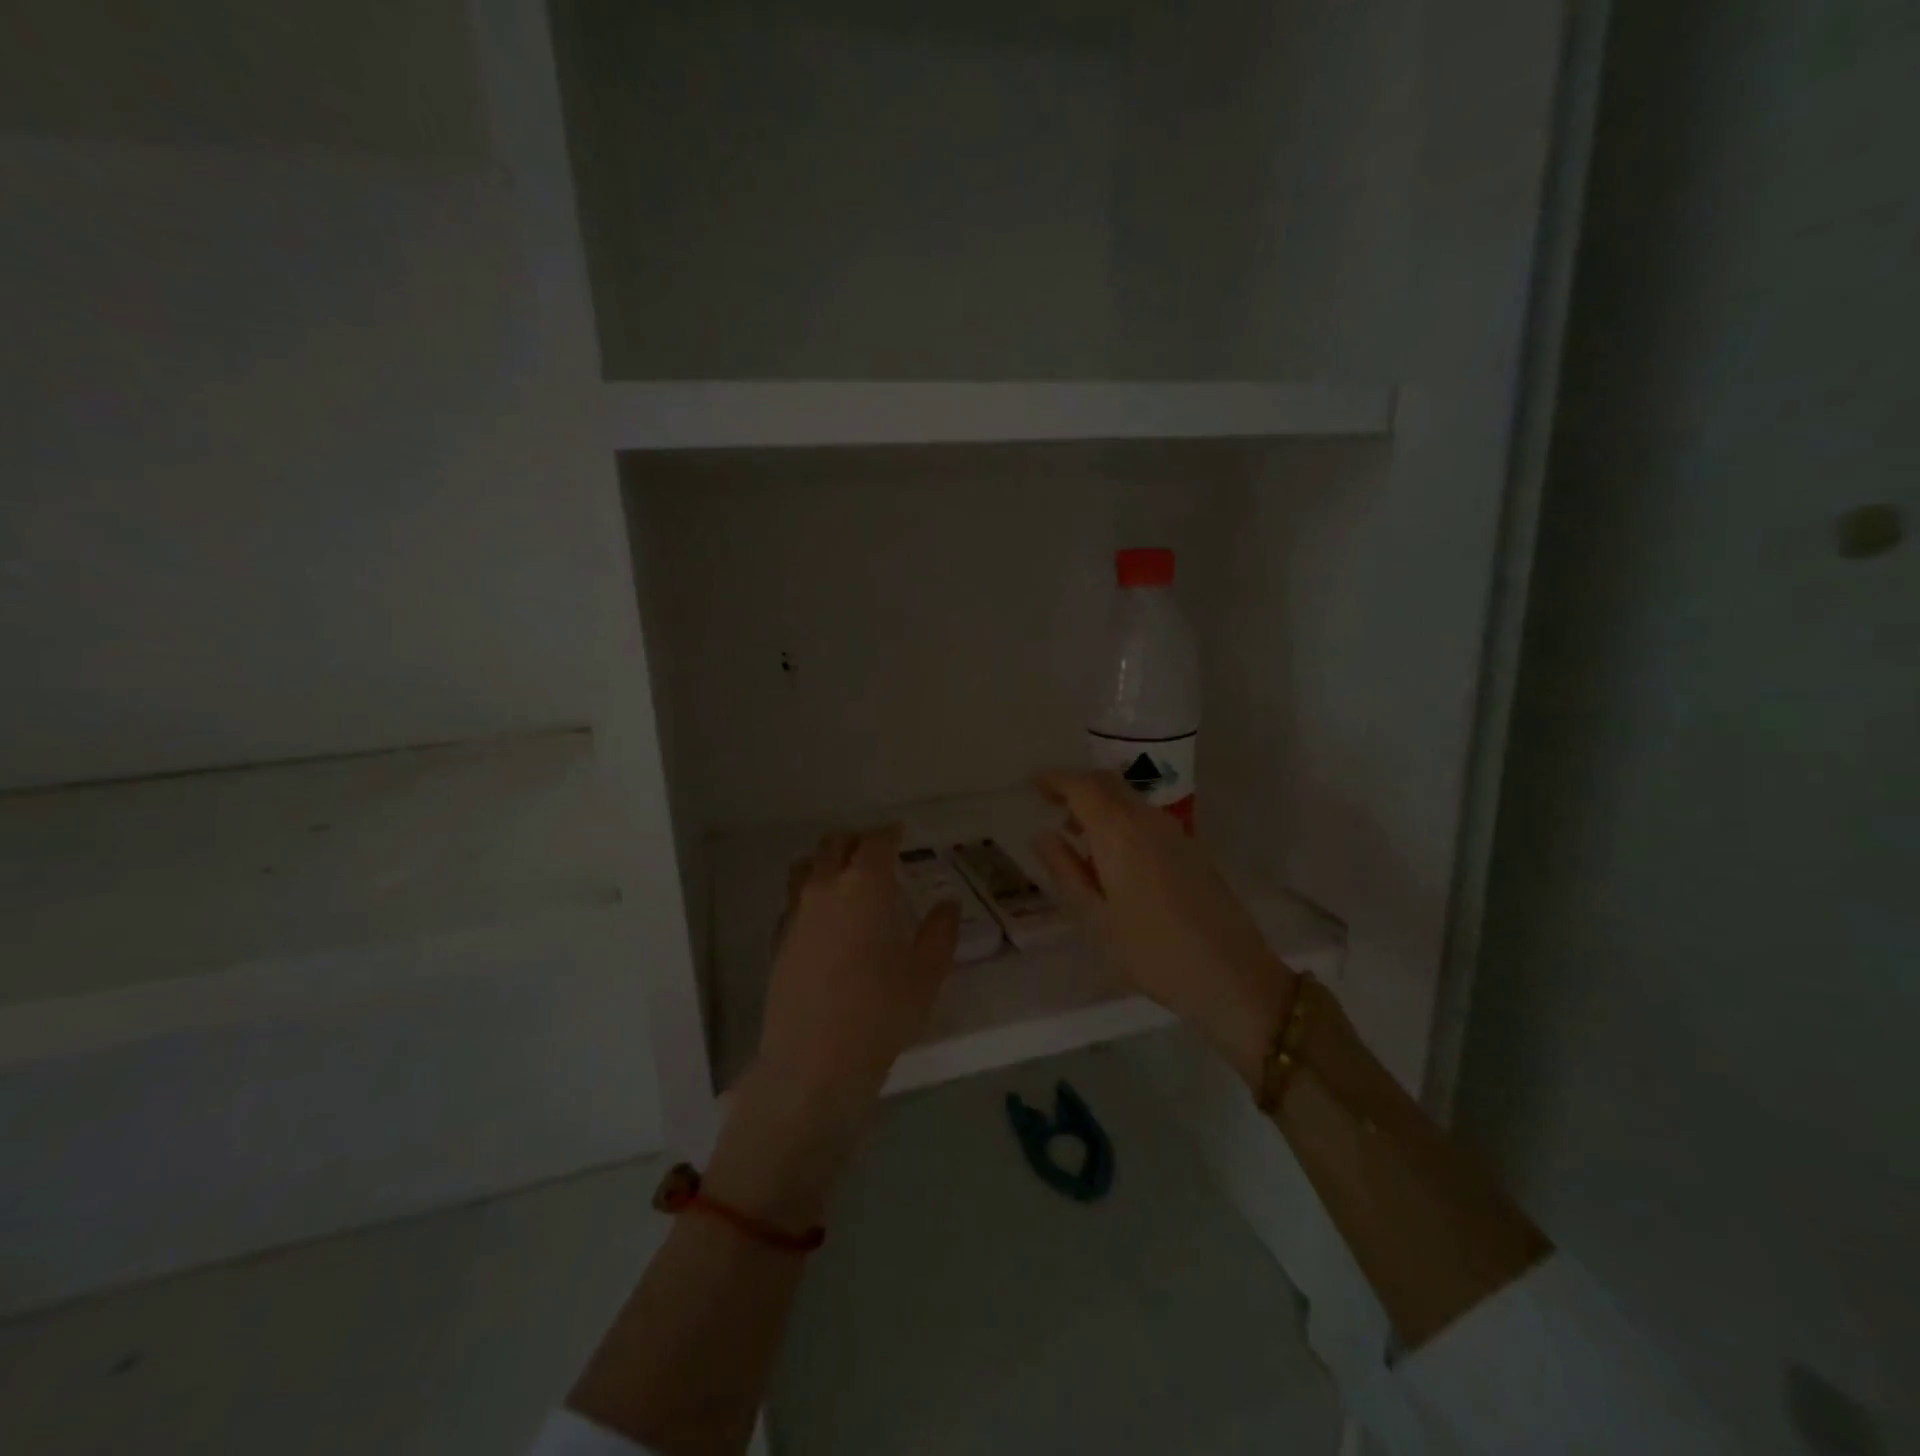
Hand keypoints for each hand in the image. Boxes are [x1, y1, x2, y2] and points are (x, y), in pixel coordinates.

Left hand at [751, 823, 960, 1114]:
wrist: (813, 1061)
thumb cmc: (880, 1013)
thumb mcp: (925, 974)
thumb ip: (940, 932)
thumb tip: (947, 904)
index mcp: (864, 887)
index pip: (875, 842)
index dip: (889, 833)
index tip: (901, 833)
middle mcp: (824, 888)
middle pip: (834, 844)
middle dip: (856, 841)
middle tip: (876, 853)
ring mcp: (795, 913)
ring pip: (805, 866)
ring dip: (826, 861)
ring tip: (845, 878)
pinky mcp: (777, 939)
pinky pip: (793, 900)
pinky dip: (809, 894)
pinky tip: (825, 920)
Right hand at [1031, 771, 1295, 1086]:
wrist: (1232, 975)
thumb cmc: (1151, 952)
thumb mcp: (1095, 919)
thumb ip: (1065, 871)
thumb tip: (1042, 836)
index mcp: (1119, 833)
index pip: (1082, 786)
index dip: (1056, 779)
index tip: (1034, 784)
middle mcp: (1148, 821)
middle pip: (1108, 783)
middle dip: (1077, 785)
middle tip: (1051, 804)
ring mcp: (1175, 832)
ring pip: (1130, 799)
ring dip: (1100, 803)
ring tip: (1078, 835)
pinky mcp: (1192, 848)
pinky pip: (1147, 817)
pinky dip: (1122, 819)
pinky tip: (1114, 856)